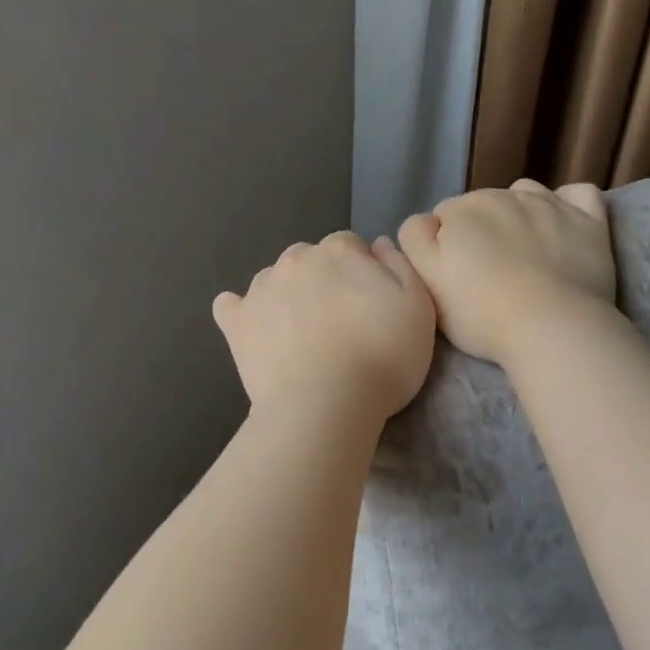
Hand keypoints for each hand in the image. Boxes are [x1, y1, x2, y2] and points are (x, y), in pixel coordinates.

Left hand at [213, 232, 436, 420]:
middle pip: (310, 259)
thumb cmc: (384, 358)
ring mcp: (260, 289)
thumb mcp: (419, 307)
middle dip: (322, 281)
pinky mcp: (236, 322)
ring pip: (274, 280)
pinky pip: (230, 306)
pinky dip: (241, 313)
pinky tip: (254, 331)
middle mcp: (296, 259)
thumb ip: (400, 266)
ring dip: (286, 296)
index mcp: (340, 250)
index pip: (350, 246)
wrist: (327, 404)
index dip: (360, 273)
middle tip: (338, 323)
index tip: (368, 305)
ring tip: (301, 335)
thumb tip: (377, 245)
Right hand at [398, 179, 615, 364]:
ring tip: (523, 252)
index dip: (444, 246)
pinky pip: (577, 194)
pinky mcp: (589, 220)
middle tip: (486, 274)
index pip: (442, 217)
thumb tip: (426, 221)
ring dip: (518, 214)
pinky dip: (566, 205)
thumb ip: (415, 240)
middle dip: (480, 231)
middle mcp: (505, 194)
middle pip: (482, 205)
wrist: (552, 327)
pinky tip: (561, 227)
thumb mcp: (426, 281)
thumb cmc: (481, 312)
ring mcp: (550, 204)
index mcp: (462, 209)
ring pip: (525, 195)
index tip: (454, 276)